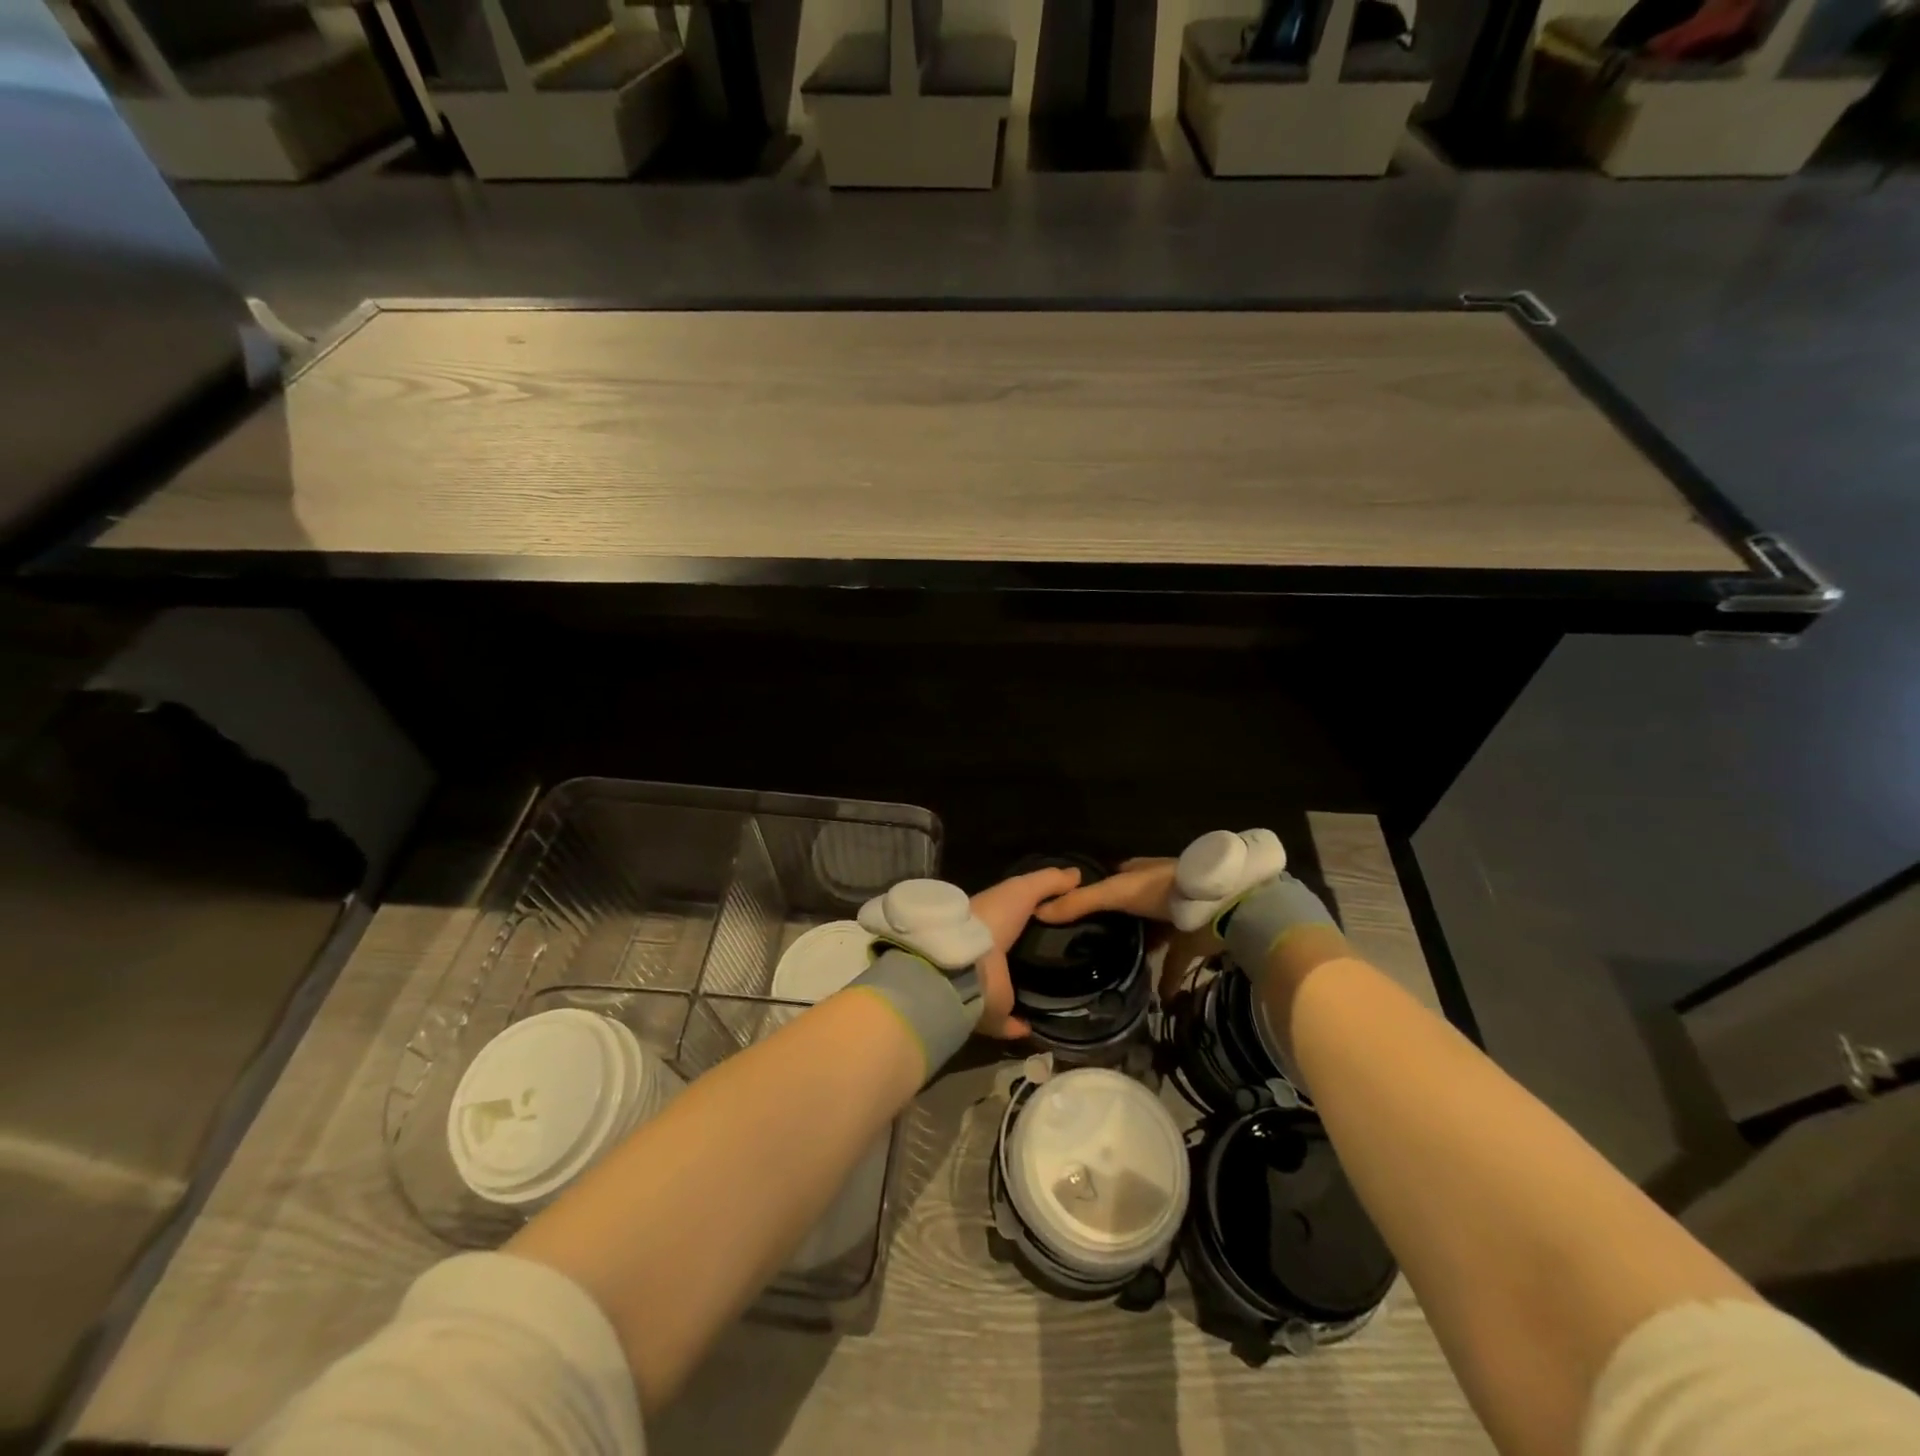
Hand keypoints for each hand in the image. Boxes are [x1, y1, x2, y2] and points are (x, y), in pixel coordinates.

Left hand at [968, 865, 1081, 1038]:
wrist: (967, 962)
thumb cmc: (992, 919)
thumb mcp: (1023, 890)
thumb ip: (1048, 881)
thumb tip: (1077, 873)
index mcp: (990, 926)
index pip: (1012, 923)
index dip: (1032, 922)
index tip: (1062, 926)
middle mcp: (985, 957)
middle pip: (1010, 958)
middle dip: (1029, 960)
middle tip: (1066, 962)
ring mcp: (986, 988)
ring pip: (1007, 991)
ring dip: (1024, 993)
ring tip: (1059, 994)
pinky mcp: (990, 1015)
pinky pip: (1006, 1023)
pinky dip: (1019, 1026)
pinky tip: (1038, 1026)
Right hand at [1032, 857, 1223, 1002]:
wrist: (1220, 905)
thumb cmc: (1163, 890)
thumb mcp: (1116, 892)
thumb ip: (1081, 903)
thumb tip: (1038, 912)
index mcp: (1136, 873)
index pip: (1107, 879)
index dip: (1089, 893)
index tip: (1069, 914)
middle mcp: (1154, 892)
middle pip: (1127, 908)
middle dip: (1111, 924)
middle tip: (1085, 946)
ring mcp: (1175, 916)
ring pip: (1150, 934)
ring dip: (1137, 949)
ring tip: (1112, 968)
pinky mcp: (1192, 940)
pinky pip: (1174, 963)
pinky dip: (1167, 980)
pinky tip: (1156, 998)